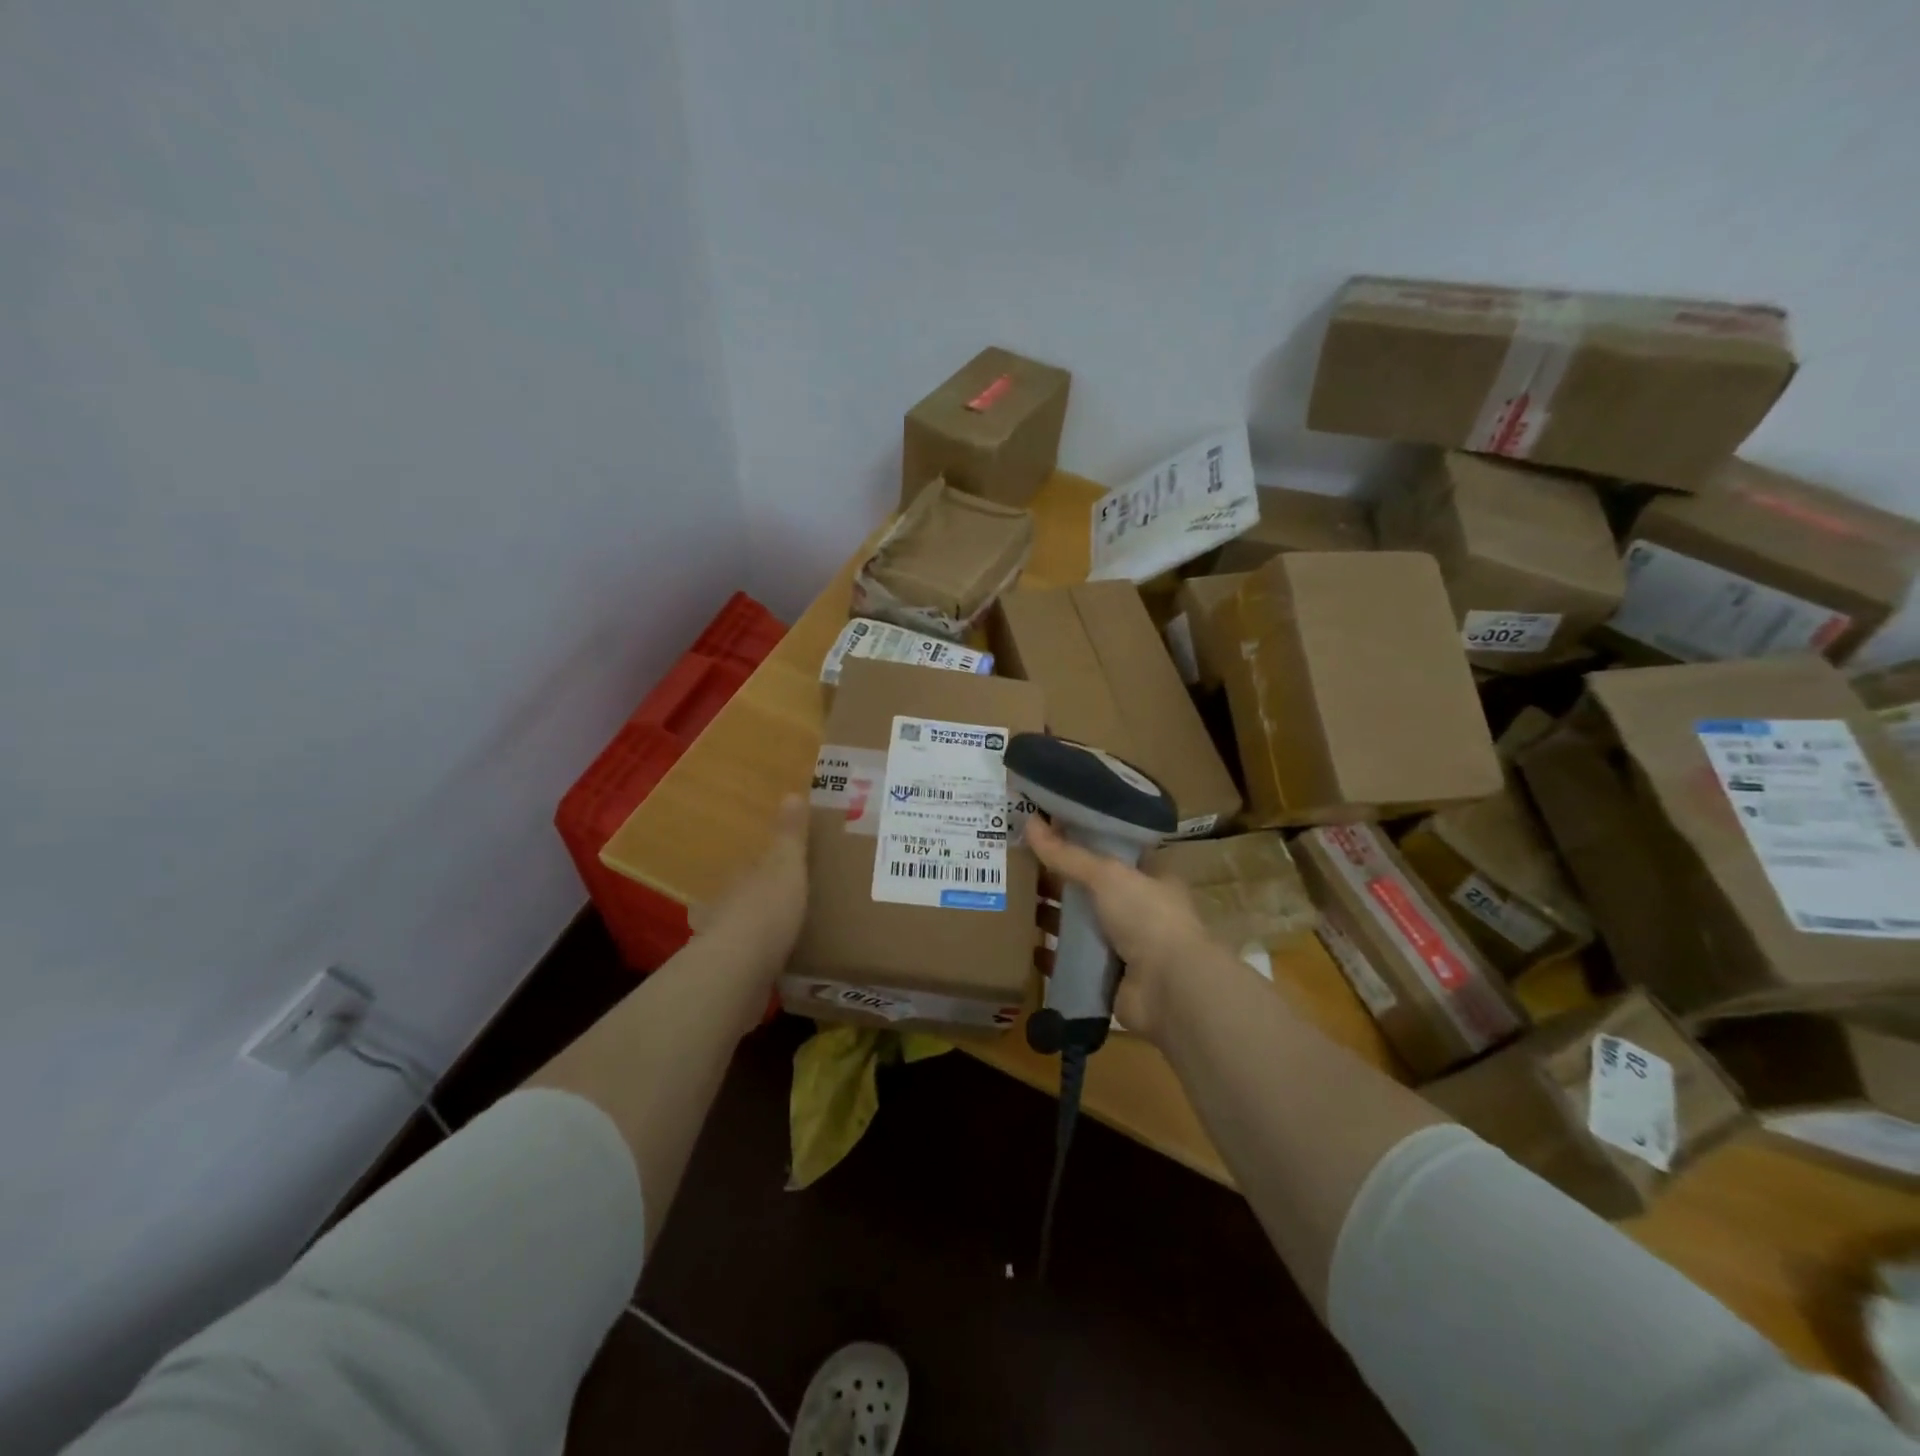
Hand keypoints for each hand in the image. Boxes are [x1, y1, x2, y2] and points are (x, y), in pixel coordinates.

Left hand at [694, 794, 809, 972]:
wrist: (740, 970)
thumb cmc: (767, 909)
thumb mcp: (786, 864)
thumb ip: (789, 834)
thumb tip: (791, 793)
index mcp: (738, 880)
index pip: (747, 869)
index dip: (762, 869)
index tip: (781, 873)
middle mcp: (722, 910)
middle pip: (739, 903)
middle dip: (756, 905)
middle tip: (785, 908)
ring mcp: (722, 947)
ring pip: (740, 937)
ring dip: (755, 938)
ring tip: (785, 942)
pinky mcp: (728, 981)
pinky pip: (747, 969)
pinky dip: (759, 969)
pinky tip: (777, 974)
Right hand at [1024, 817, 1211, 1040]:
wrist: (1169, 989)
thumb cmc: (1147, 917)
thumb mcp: (1106, 875)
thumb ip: (1067, 853)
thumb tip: (1029, 820)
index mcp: (1150, 877)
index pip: (1112, 852)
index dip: (1081, 841)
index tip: (1046, 833)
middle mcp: (1139, 910)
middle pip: (1091, 889)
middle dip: (1058, 880)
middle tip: (1019, 865)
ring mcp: (1124, 946)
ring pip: (1080, 925)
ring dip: (1051, 916)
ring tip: (1013, 901)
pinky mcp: (1107, 977)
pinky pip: (1072, 961)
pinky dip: (1051, 955)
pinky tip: (1024, 945)